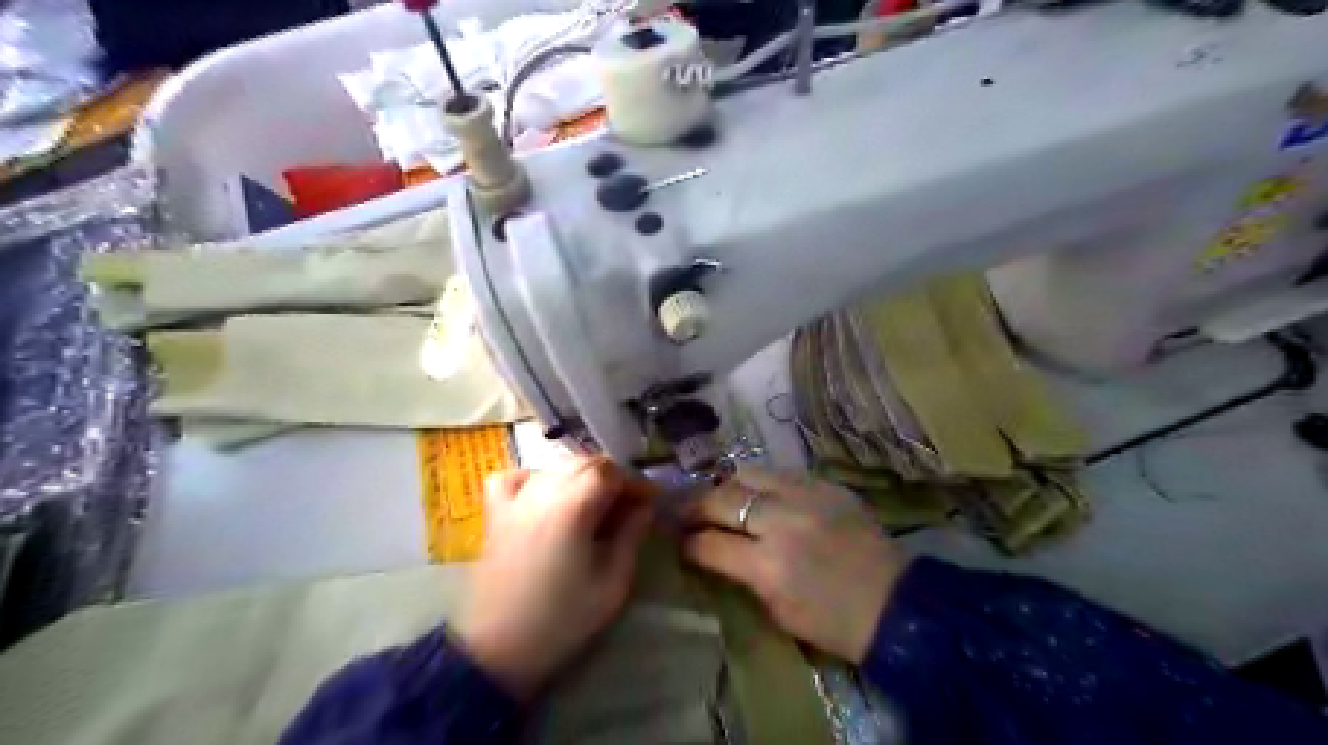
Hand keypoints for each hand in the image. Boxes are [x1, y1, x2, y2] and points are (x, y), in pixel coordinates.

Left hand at [457, 454, 658, 699]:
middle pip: (585, 463)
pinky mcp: (495, 514)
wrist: (497, 650)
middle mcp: (542, 492)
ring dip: (581, 477)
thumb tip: (644, 507)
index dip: (635, 482)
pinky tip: (545, 496)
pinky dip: (535, 478)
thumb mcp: (612, 584)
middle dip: (612, 478)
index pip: (611, 471)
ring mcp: (515, 500)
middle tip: (627, 507)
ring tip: (593, 505)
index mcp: (573, 507)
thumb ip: (631, 536)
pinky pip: (515, 477)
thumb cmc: (562, 620)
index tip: (650, 502)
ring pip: (555, 467)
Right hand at [684, 465, 914, 661]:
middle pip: (722, 497)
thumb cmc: (832, 622)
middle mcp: (783, 521)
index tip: (678, 540)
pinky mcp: (827, 484)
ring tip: (719, 495)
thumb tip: (711, 549)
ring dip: (726, 485)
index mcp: (769, 565)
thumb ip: (740, 573)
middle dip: (694, 504)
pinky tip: (757, 493)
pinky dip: (761, 482)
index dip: (688, 542)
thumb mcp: (776, 608)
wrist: (896, 604)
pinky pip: (780, 473)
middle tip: (684, 510)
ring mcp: (807, 495)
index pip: (710, 543)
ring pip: (748, 472)